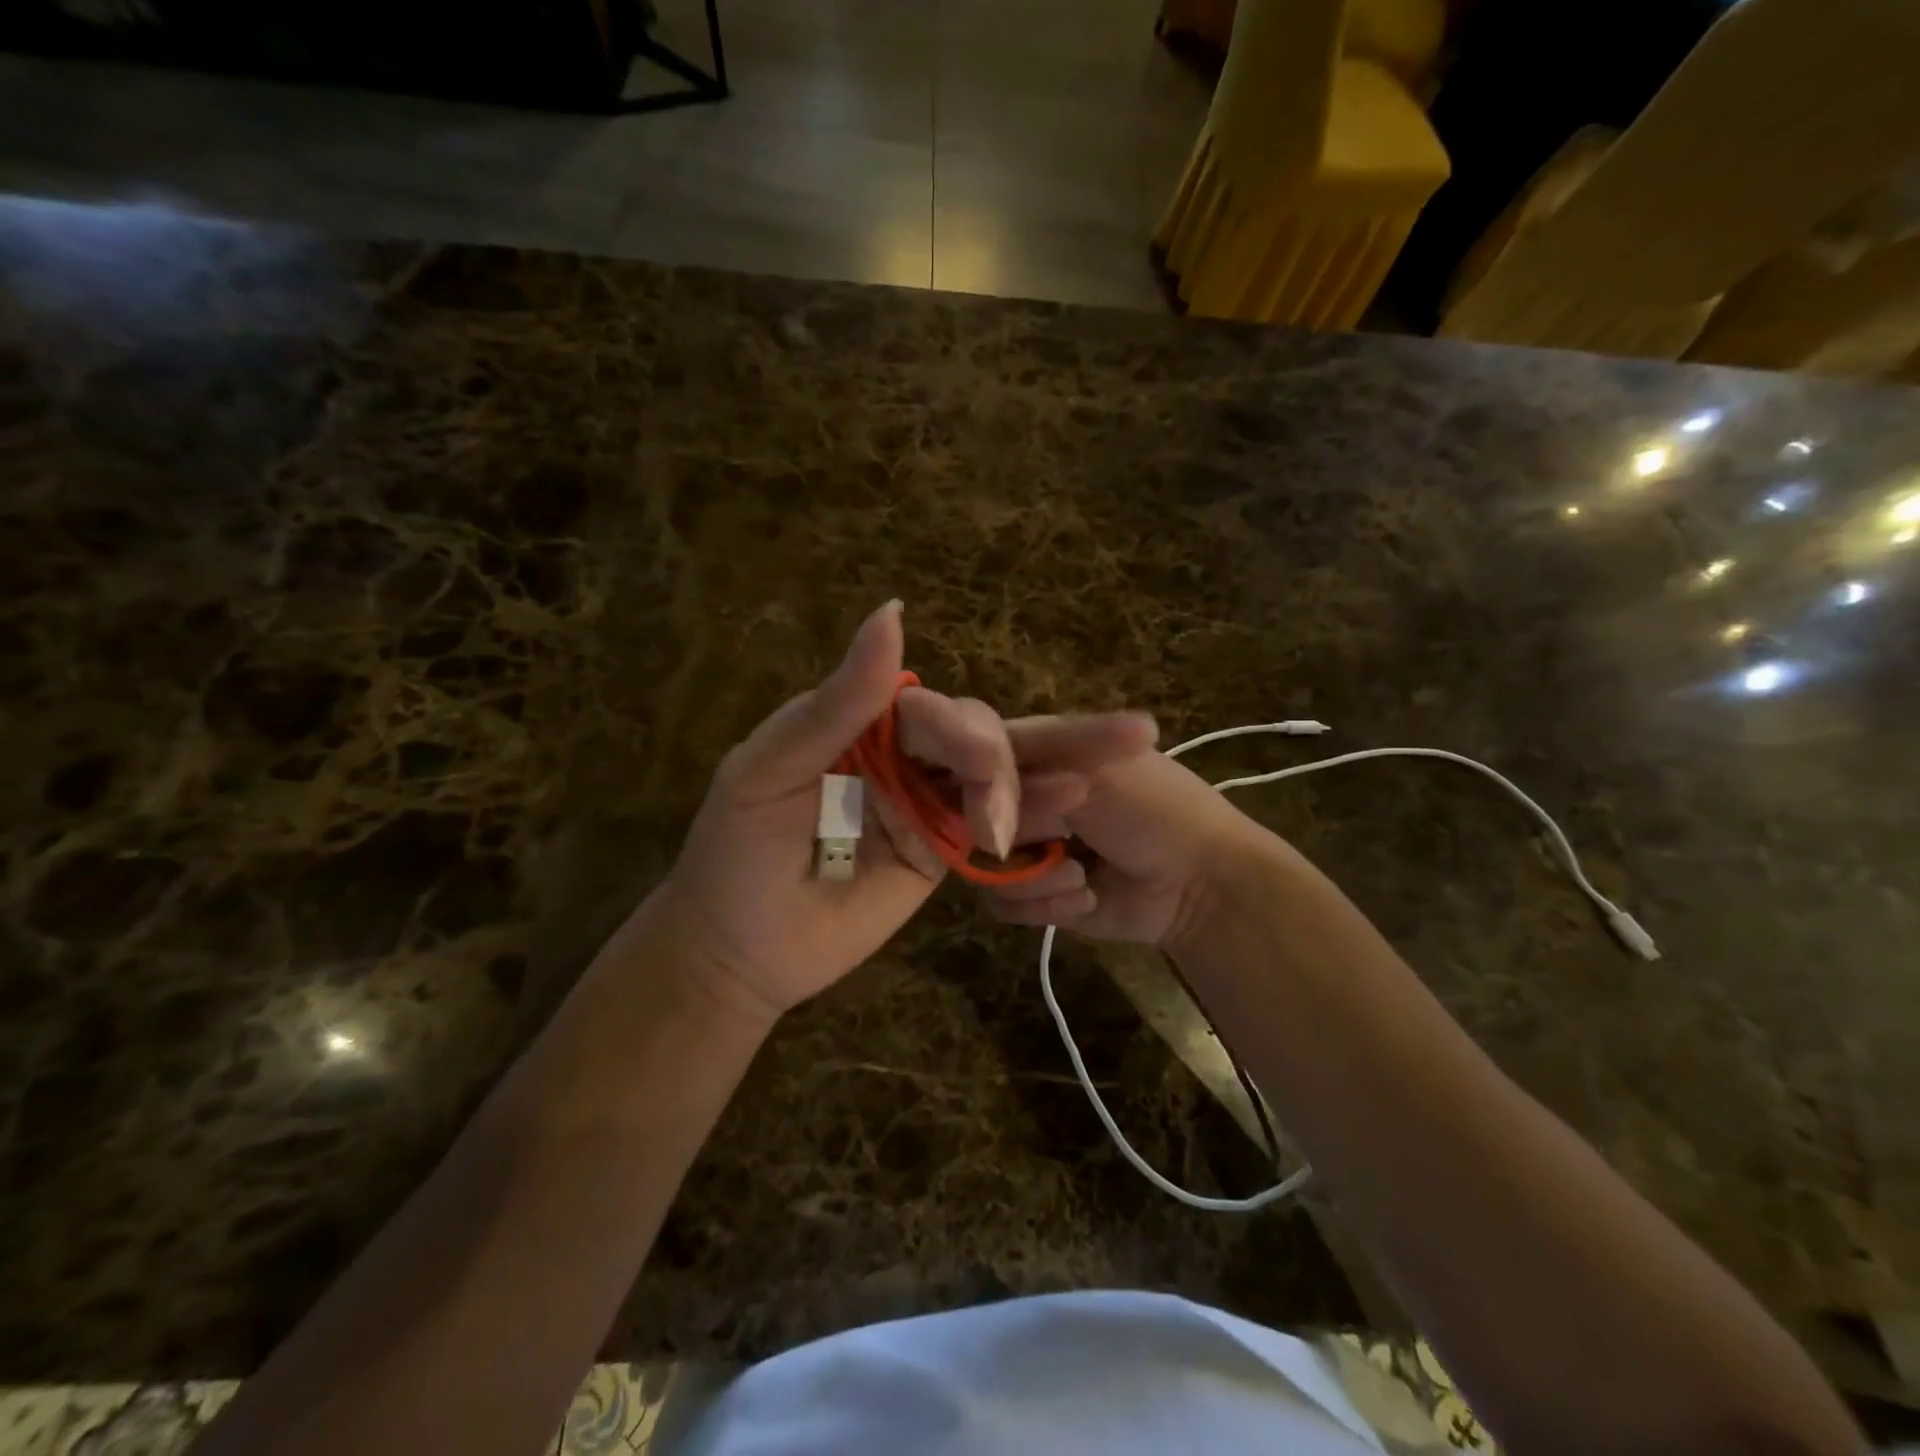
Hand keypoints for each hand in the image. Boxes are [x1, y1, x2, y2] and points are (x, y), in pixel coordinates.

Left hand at [650, 602, 1156, 1019]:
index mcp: (862, 725)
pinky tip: (1069, 825)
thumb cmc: (737, 852)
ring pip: (994, 787)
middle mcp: (901, 759)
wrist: (735, 951)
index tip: (987, 762)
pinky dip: (1030, 830)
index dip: (971, 733)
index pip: (935, 713)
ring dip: (1043, 785)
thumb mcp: (772, 767)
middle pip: (979, 744)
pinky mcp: (938, 856)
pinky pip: (988, 837)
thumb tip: (894, 613)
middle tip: (1078, 770)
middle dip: (1022, 758)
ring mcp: (924, 809)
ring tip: (1095, 786)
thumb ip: (839, 702)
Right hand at [981, 738, 1277, 948]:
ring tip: (1083, 876)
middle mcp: (1022, 798)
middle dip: (1022, 833)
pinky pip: (1000, 902)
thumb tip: (964, 784)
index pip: (976, 761)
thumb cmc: (1154, 808)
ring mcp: (1026, 847)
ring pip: (981, 865)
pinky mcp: (1033, 894)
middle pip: (972, 817)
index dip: (981, 784)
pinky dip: (1044, 904)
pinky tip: (1086, 898)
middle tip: (1066, 831)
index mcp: (1037, 754)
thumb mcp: (1093, 770)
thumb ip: (1021, 770)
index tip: (1006, 799)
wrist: (1201, 883)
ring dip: (1036, 878)